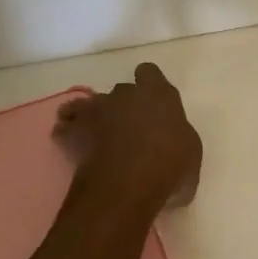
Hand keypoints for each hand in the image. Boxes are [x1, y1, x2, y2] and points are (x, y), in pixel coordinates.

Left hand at [54, 63, 201, 207]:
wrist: (126, 186)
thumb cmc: (169, 167)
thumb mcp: (192, 152)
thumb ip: (180, 137)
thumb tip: (174, 142)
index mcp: (158, 94)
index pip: (149, 72)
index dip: (148, 84)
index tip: (151, 102)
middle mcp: (126, 94)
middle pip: (121, 91)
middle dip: (123, 105)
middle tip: (129, 129)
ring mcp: (96, 110)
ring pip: (88, 104)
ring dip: (92, 116)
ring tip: (96, 136)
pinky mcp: (73, 131)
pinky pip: (65, 126)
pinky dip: (68, 134)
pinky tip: (74, 146)